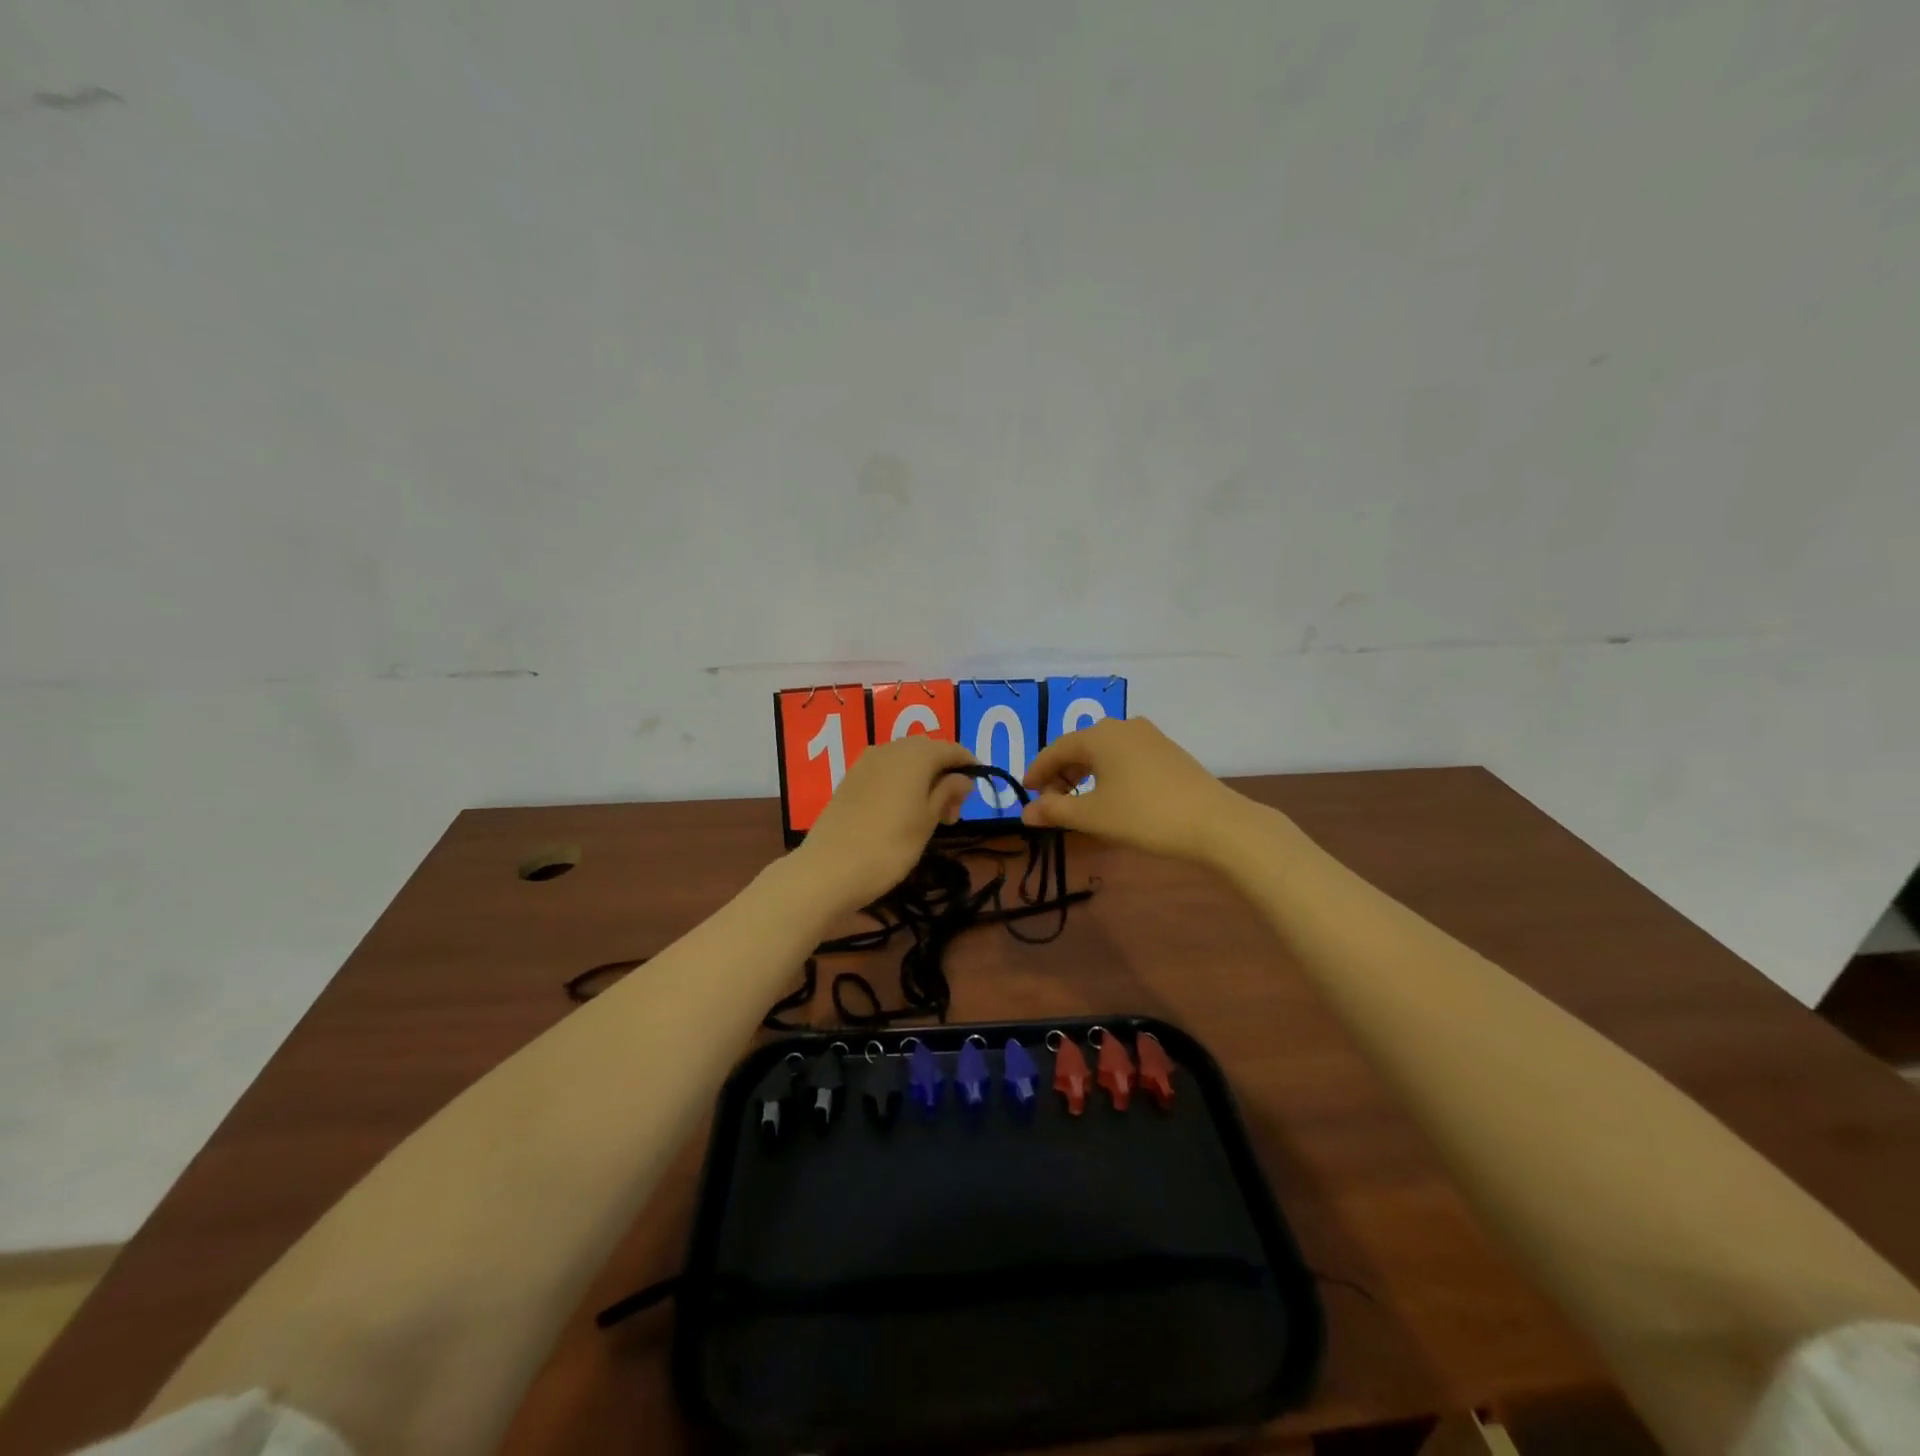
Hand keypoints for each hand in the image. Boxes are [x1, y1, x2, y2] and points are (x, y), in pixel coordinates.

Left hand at [794, 735, 975, 911]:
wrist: (828, 869)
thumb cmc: (889, 846)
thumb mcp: (928, 821)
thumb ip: (947, 793)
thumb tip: (962, 778)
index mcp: (914, 755)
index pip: (950, 748)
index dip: (968, 763)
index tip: (979, 786)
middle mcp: (889, 749)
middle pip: (926, 751)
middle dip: (945, 774)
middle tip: (953, 812)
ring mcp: (865, 763)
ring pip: (905, 761)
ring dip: (923, 780)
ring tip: (930, 816)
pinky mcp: (849, 780)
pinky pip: (885, 772)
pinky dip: (901, 784)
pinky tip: (903, 812)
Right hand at [1020, 717, 1254, 864]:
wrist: (1214, 823)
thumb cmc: (1144, 815)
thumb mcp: (1093, 815)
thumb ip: (1055, 811)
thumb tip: (1025, 813)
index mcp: (1099, 735)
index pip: (1055, 750)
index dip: (1037, 772)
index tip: (1025, 794)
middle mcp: (1122, 726)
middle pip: (1079, 747)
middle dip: (1061, 774)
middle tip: (1051, 803)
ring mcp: (1148, 736)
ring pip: (1103, 752)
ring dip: (1085, 774)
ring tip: (1078, 802)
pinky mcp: (1167, 751)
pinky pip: (1125, 757)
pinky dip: (1108, 773)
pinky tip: (1111, 796)